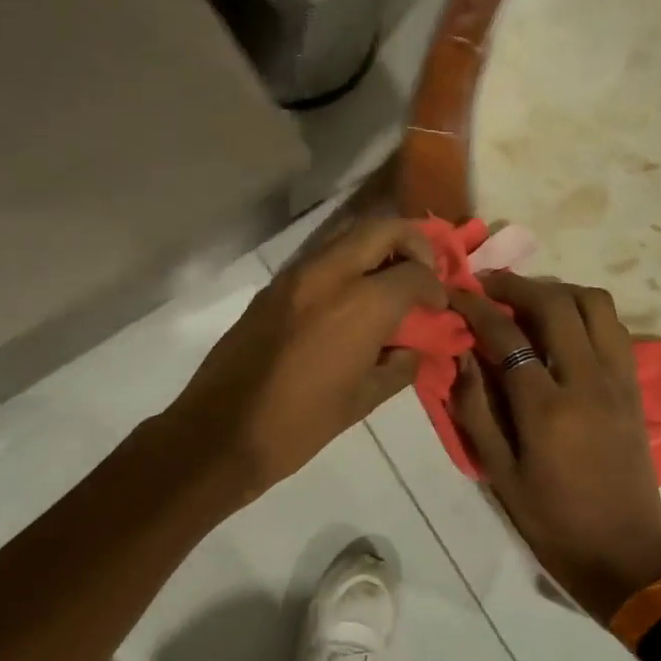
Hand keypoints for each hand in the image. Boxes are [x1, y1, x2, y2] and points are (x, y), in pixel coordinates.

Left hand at [167, 219, 441, 502]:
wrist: (221, 432)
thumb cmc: (299, 425)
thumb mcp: (362, 401)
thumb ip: (399, 366)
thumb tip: (415, 348)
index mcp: (359, 306)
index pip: (414, 273)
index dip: (435, 287)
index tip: (439, 306)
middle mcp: (328, 275)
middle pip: (382, 229)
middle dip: (413, 243)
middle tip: (423, 271)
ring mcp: (294, 275)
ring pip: (347, 233)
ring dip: (377, 246)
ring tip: (390, 278)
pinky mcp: (272, 286)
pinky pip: (320, 255)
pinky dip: (347, 261)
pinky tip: (352, 295)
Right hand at [450, 273, 660, 623]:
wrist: (625, 554)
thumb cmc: (552, 521)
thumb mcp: (499, 474)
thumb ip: (475, 410)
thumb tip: (462, 357)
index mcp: (546, 408)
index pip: (507, 336)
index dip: (476, 308)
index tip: (456, 292)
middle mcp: (587, 381)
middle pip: (556, 303)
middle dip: (517, 284)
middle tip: (489, 285)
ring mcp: (619, 380)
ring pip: (596, 304)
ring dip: (558, 290)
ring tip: (528, 300)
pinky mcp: (635, 388)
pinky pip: (614, 328)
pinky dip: (586, 312)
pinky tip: (564, 326)